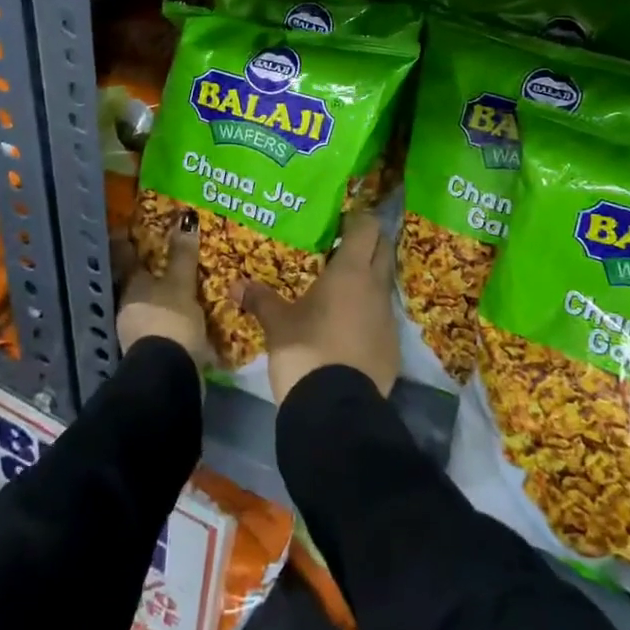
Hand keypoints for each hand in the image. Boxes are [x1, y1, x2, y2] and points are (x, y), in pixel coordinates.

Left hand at [115, 208, 209, 364]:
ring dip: (163, 296)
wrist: (169, 377)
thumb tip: (186, 219)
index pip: (125, 256)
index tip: (131, 226)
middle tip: (168, 254)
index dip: (127, 240)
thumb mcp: (181, 284)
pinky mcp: (152, 352)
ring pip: (150, 304)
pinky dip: (172, 317)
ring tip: (183, 285)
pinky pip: (163, 324)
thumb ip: (183, 255)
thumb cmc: (170, 320)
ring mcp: (137, 332)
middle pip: (138, 282)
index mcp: (131, 286)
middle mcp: (128, 306)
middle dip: (151, 271)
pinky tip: (188, 315)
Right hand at [232, 210, 398, 404]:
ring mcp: (388, 319)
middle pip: (383, 250)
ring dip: (370, 280)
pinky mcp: (393, 347)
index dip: (358, 219)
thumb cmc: (305, 351)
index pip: (366, 228)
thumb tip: (236, 285)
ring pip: (384, 285)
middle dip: (369, 243)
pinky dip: (370, 315)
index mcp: (350, 272)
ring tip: (343, 288)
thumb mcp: (277, 324)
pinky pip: (383, 318)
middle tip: (344, 245)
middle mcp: (376, 288)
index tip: (342, 219)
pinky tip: (350, 327)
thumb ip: (260, 299)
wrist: (335, 409)